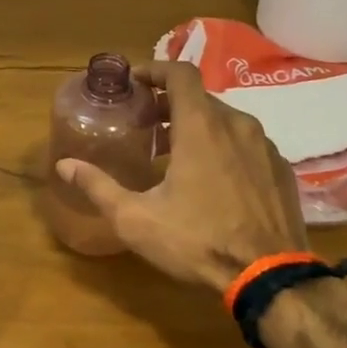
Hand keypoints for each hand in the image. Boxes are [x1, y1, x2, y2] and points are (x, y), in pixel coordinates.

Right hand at [55, 60, 306, 293]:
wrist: (271, 278)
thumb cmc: (198, 241)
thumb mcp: (136, 219)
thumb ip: (98, 186)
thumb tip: (65, 165)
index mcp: (201, 126)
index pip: (180, 73)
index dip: (155, 69)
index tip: (135, 82)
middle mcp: (237, 125)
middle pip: (199, 98)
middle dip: (169, 105)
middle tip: (145, 126)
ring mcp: (265, 147)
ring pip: (225, 120)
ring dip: (196, 127)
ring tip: (174, 155)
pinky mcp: (281, 170)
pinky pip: (246, 144)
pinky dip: (223, 147)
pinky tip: (211, 180)